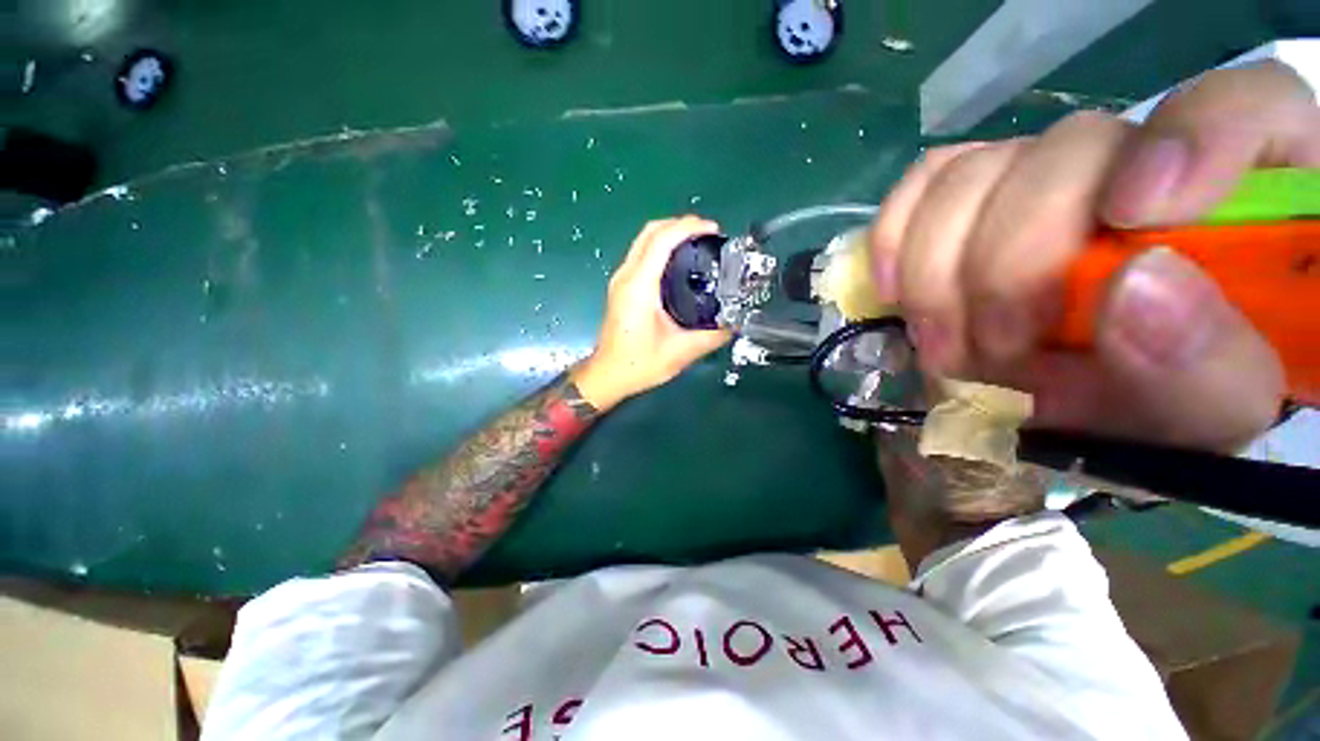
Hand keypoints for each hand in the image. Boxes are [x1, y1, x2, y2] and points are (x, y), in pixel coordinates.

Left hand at [572, 217, 731, 409]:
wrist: (608, 375)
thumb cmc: (639, 364)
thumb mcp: (681, 352)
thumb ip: (712, 337)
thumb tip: (735, 325)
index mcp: (639, 286)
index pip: (661, 240)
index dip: (688, 227)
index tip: (713, 229)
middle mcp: (626, 276)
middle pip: (650, 231)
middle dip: (680, 224)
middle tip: (708, 233)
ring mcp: (620, 280)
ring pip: (643, 240)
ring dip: (669, 234)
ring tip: (698, 243)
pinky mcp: (621, 287)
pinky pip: (641, 254)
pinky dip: (661, 247)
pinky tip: (680, 261)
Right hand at [870, 60, 1318, 450]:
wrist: (1076, 397)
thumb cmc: (1161, 404)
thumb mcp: (1206, 415)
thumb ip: (1206, 370)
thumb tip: (1135, 292)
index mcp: (1249, 197)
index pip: (1248, 106)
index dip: (1191, 139)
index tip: (1132, 217)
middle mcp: (1140, 158)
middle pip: (1068, 150)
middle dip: (1011, 262)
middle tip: (995, 350)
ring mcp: (1045, 171)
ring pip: (975, 171)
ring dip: (942, 270)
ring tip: (947, 344)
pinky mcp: (977, 194)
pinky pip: (922, 183)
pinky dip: (897, 235)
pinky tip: (897, 290)